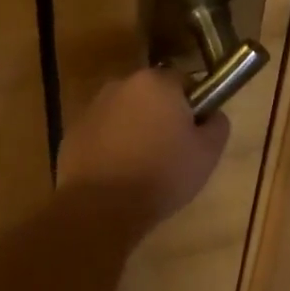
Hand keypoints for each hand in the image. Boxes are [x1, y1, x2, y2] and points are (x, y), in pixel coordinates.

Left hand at [56, 68, 230, 226]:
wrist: (100, 208)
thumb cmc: (162, 175)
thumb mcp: (208, 153)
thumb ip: (217, 124)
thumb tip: (212, 114)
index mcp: (156, 82)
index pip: (184, 82)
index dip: (193, 106)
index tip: (194, 133)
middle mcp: (121, 84)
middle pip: (152, 95)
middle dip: (162, 115)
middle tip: (172, 151)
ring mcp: (92, 108)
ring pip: (125, 113)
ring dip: (135, 129)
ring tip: (143, 166)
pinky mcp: (72, 133)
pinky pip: (103, 133)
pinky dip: (111, 146)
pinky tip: (118, 174)